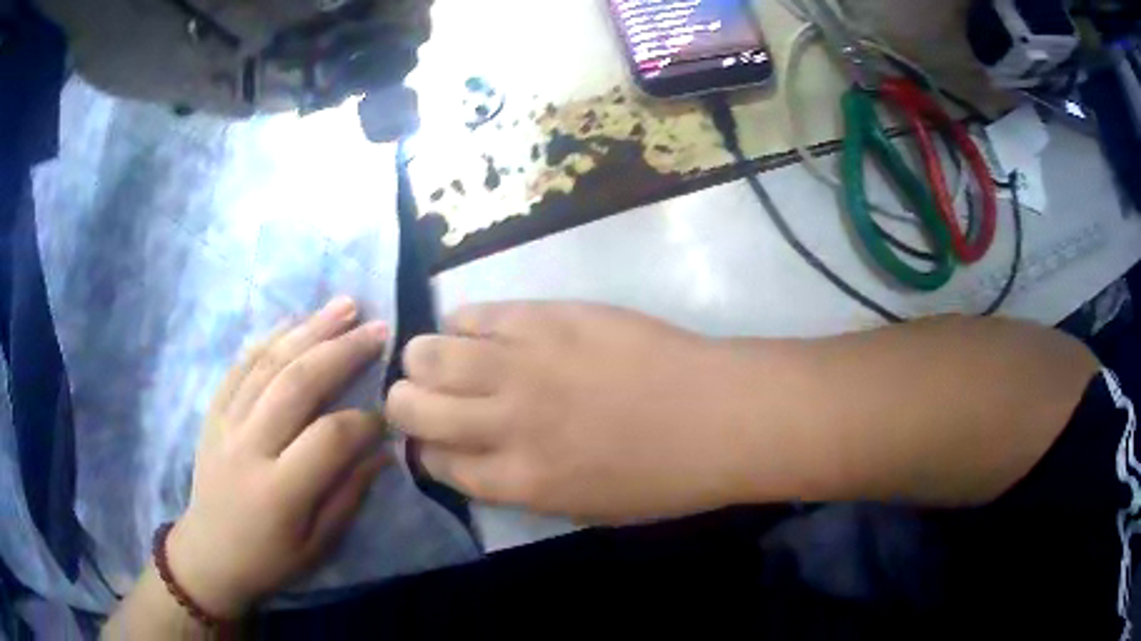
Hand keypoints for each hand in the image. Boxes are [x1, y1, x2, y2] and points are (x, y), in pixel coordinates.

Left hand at [168, 297, 389, 617]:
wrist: (209, 553)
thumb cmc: (269, 559)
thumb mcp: (318, 545)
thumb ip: (349, 495)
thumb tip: (384, 450)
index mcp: (279, 491)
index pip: (329, 438)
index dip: (364, 421)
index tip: (388, 414)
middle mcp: (249, 447)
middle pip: (297, 385)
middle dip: (342, 351)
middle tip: (377, 328)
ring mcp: (226, 423)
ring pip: (268, 364)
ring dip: (309, 330)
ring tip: (344, 305)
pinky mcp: (213, 412)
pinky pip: (239, 366)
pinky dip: (267, 339)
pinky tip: (292, 321)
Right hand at [386, 303, 749, 522]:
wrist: (719, 415)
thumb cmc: (663, 477)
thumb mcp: (584, 507)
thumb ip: (520, 484)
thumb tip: (478, 455)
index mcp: (516, 481)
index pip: (434, 461)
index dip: (425, 448)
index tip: (434, 439)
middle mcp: (503, 422)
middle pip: (409, 405)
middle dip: (406, 403)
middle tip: (428, 397)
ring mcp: (521, 363)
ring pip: (427, 352)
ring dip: (426, 359)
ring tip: (449, 359)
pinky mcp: (544, 316)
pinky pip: (475, 313)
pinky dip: (466, 323)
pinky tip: (485, 331)